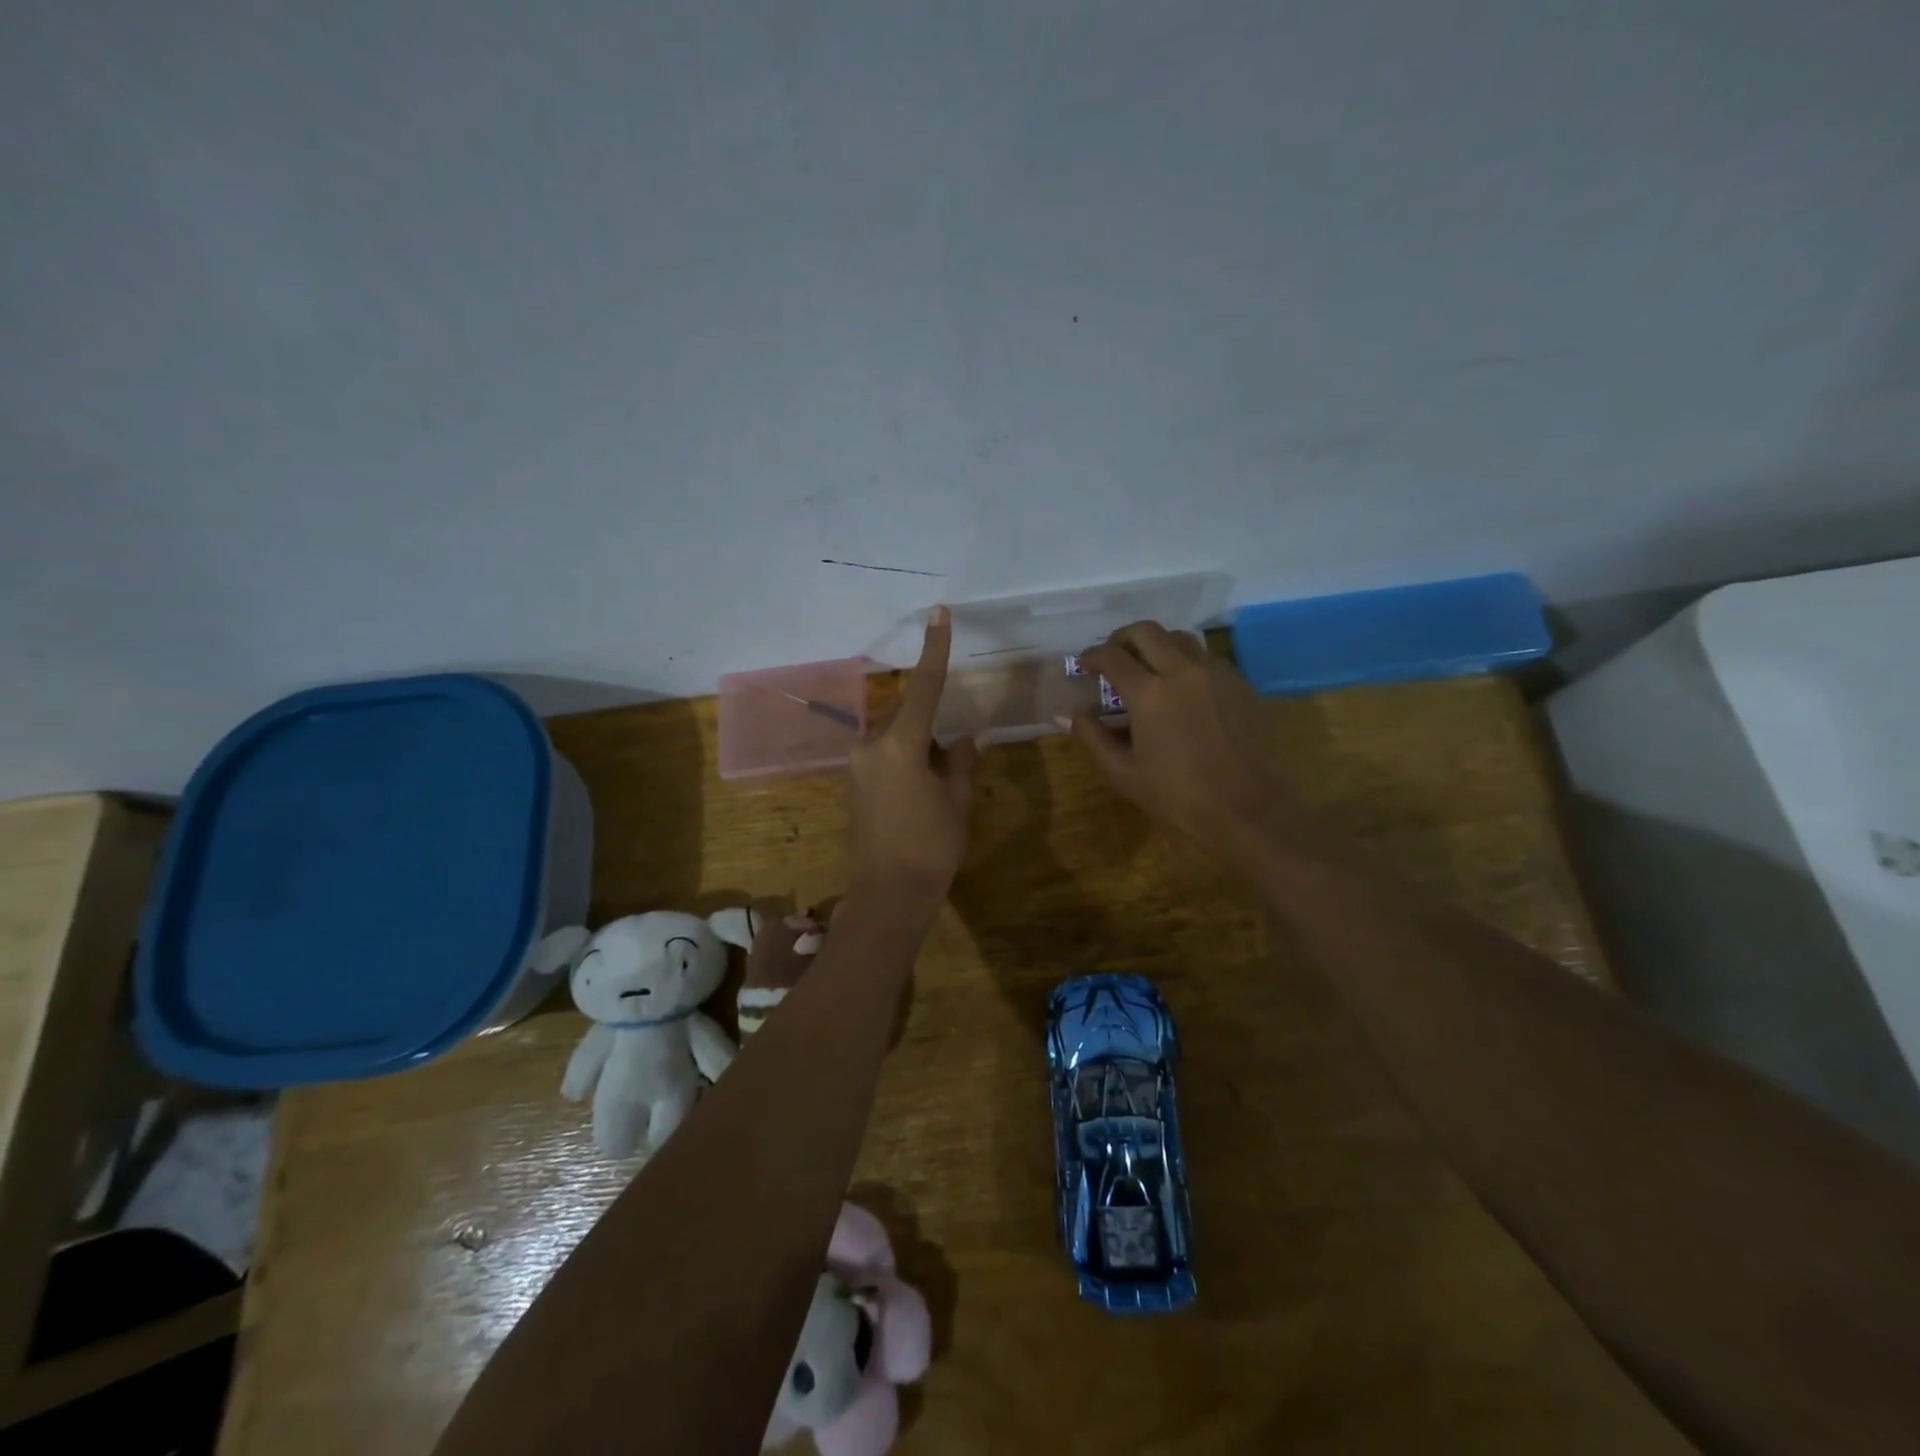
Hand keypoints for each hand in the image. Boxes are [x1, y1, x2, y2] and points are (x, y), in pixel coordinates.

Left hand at [846, 606, 977, 902]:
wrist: (887, 895)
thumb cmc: (931, 846)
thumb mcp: (957, 800)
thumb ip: (963, 760)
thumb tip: (972, 734)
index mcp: (900, 743)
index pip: (925, 686)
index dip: (935, 648)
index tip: (939, 612)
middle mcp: (871, 745)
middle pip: (909, 714)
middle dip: (934, 721)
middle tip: (955, 752)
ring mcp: (858, 764)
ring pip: (897, 736)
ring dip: (921, 742)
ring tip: (942, 777)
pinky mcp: (854, 783)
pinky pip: (885, 755)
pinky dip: (908, 757)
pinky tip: (923, 785)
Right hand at [1068, 621, 1290, 858]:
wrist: (1247, 808)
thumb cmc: (1178, 795)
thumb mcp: (1123, 773)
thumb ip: (1092, 737)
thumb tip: (1067, 714)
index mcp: (1150, 693)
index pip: (1112, 656)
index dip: (1092, 656)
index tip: (1084, 664)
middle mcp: (1183, 671)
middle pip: (1147, 631)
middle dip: (1122, 638)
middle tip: (1112, 656)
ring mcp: (1215, 674)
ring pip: (1180, 638)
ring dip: (1156, 644)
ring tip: (1146, 666)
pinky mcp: (1239, 683)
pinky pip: (1206, 657)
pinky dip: (1185, 660)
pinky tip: (1181, 687)